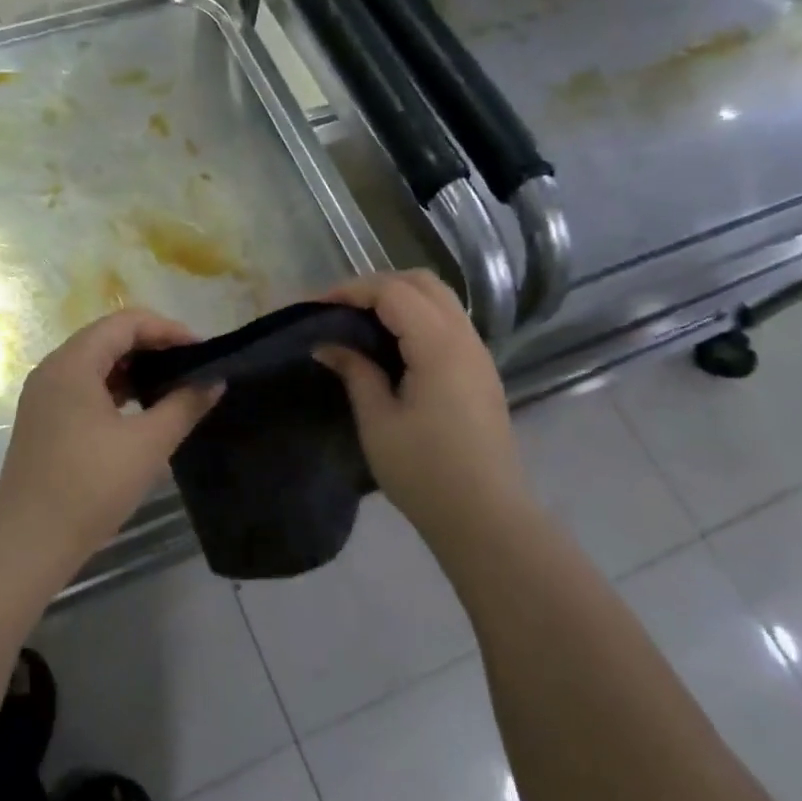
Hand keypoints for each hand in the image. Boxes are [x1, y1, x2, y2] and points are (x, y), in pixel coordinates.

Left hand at [0, 309, 222, 574]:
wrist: (29, 542)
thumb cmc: (90, 486)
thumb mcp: (147, 444)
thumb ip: (184, 405)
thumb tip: (214, 381)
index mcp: (73, 363)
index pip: (126, 322)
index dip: (168, 329)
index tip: (202, 351)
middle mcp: (53, 368)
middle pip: (108, 337)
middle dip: (153, 345)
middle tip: (191, 366)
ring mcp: (44, 394)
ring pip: (96, 362)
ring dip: (134, 367)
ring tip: (172, 385)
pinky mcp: (44, 419)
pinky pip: (85, 386)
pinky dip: (115, 388)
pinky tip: (141, 409)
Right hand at [316, 270, 524, 540]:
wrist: (486, 517)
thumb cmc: (425, 473)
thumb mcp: (378, 422)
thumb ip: (355, 371)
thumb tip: (327, 344)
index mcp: (439, 347)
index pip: (393, 292)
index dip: (351, 291)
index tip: (316, 307)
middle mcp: (465, 339)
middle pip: (422, 282)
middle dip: (376, 285)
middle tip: (339, 309)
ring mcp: (478, 354)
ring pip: (439, 299)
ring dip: (398, 298)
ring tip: (360, 322)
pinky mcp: (480, 372)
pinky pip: (447, 322)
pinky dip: (415, 317)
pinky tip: (390, 344)